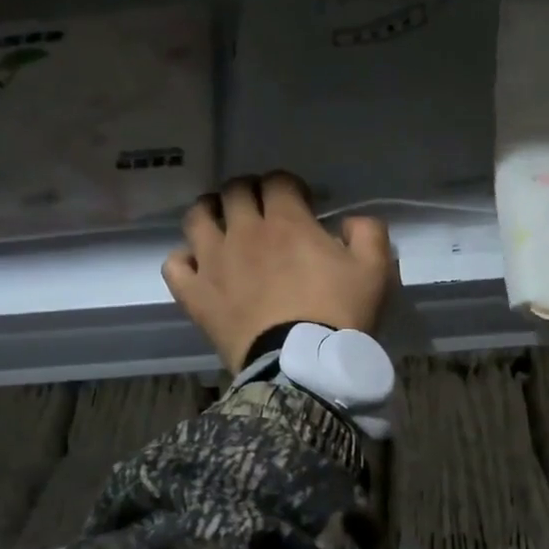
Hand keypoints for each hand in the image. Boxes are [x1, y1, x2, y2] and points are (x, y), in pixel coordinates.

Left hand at [162, 172, 396, 367]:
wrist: (302, 366)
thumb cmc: (339, 316)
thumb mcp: (375, 270)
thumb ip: (368, 232)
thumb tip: (349, 222)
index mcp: (286, 222)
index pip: (277, 181)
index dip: (289, 186)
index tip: (302, 203)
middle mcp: (244, 232)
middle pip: (235, 191)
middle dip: (250, 193)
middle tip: (263, 211)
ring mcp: (213, 262)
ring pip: (197, 217)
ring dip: (210, 213)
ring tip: (222, 225)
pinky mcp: (195, 295)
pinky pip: (174, 265)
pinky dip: (184, 260)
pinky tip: (198, 267)